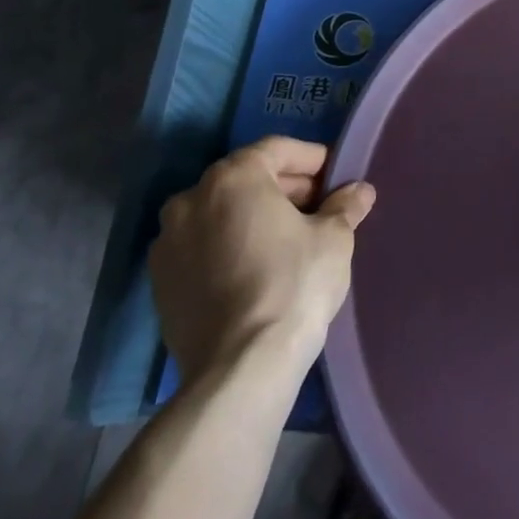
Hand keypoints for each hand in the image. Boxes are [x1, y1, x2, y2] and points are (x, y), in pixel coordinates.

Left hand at [149, 137, 375, 377]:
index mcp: (232, 177)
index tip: (337, 178)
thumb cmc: (293, 284)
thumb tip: (359, 191)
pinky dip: (230, 247)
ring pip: (221, 214)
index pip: (278, 149)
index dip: (313, 160)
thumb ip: (344, 206)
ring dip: (255, 217)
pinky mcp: (159, 284)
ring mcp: (167, 243)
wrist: (240, 369)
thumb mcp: (334, 238)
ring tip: (291, 240)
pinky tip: (259, 270)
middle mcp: (190, 199)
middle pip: (247, 178)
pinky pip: (202, 248)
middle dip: (285, 189)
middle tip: (320, 209)